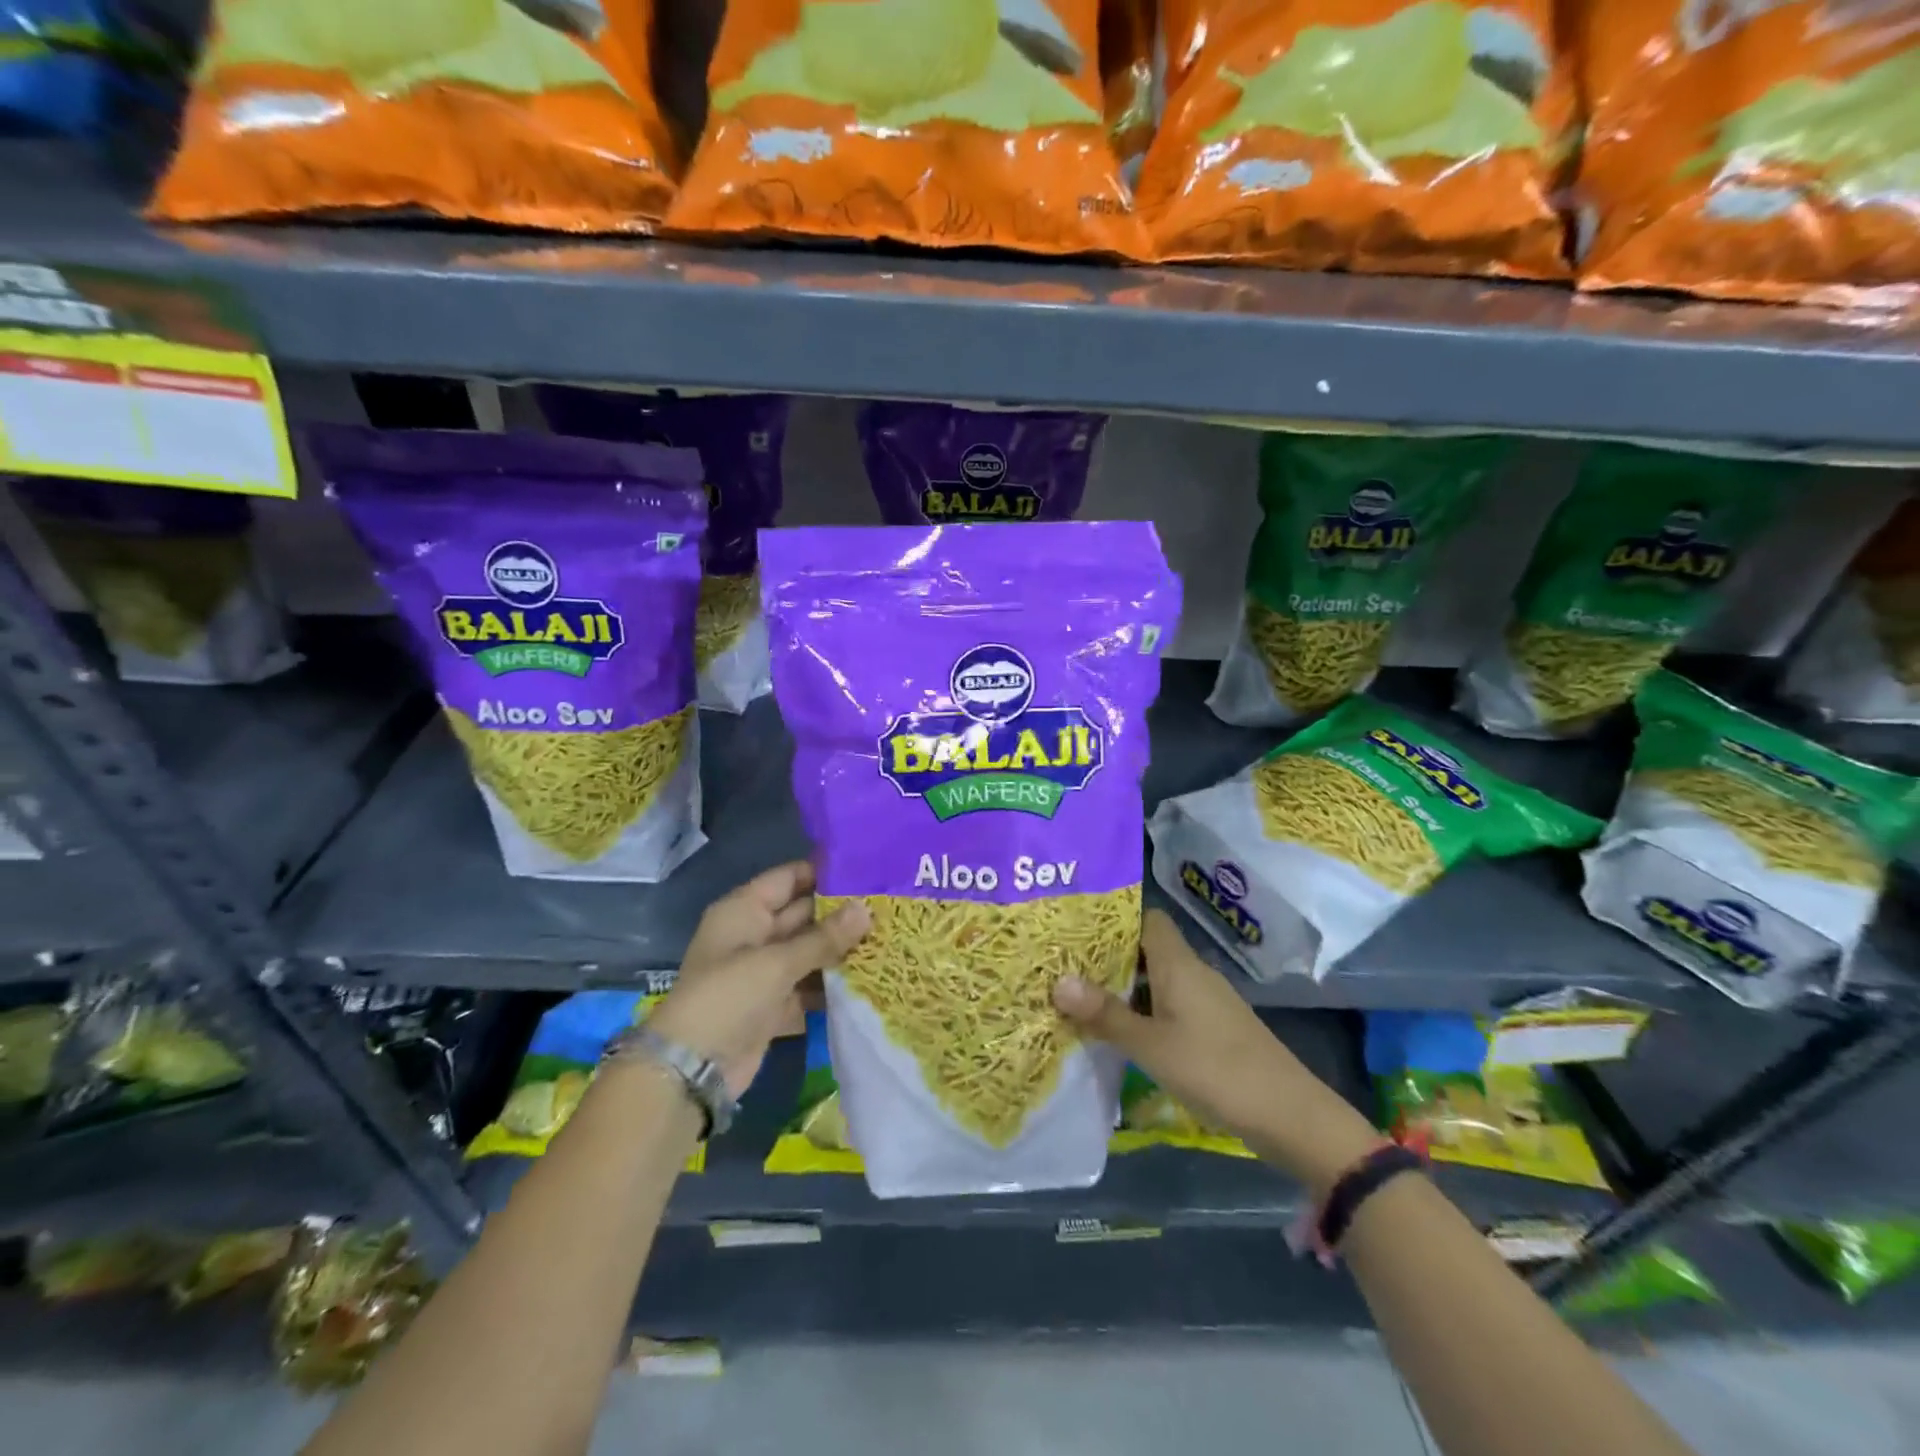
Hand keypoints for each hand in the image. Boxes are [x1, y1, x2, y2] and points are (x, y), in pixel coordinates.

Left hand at [648, 861, 868, 1097]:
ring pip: (809, 950)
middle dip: (841, 912)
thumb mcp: (777, 962)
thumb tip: (867, 909)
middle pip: (803, 913)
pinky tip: (869, 977)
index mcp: (744, 910)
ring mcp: (764, 970)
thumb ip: (824, 937)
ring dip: (841, 948)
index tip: (868, 871)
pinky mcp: (774, 1003)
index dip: (824, 873)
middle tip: (887, 905)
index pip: (789, 878)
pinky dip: (832, 982)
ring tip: (888, 937)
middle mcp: (754, 934)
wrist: (693, 1069)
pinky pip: (809, 983)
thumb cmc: (728, 997)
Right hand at [1053, 910, 1379, 1191]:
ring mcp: (1207, 1002)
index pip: (1146, 919)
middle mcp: (1193, 973)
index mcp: (1179, 964)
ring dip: (1123, 986)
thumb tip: (1057, 980)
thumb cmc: (1216, 1071)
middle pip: (1147, 948)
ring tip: (1079, 994)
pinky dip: (1143, 1010)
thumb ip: (1106, 1015)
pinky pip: (1169, 1005)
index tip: (1074, 925)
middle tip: (1063, 962)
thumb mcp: (1152, 1046)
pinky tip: (1120, 1030)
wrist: (1292, 1117)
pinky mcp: (1214, 1029)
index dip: (1112, 917)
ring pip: (1157, 979)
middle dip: (1108, 955)